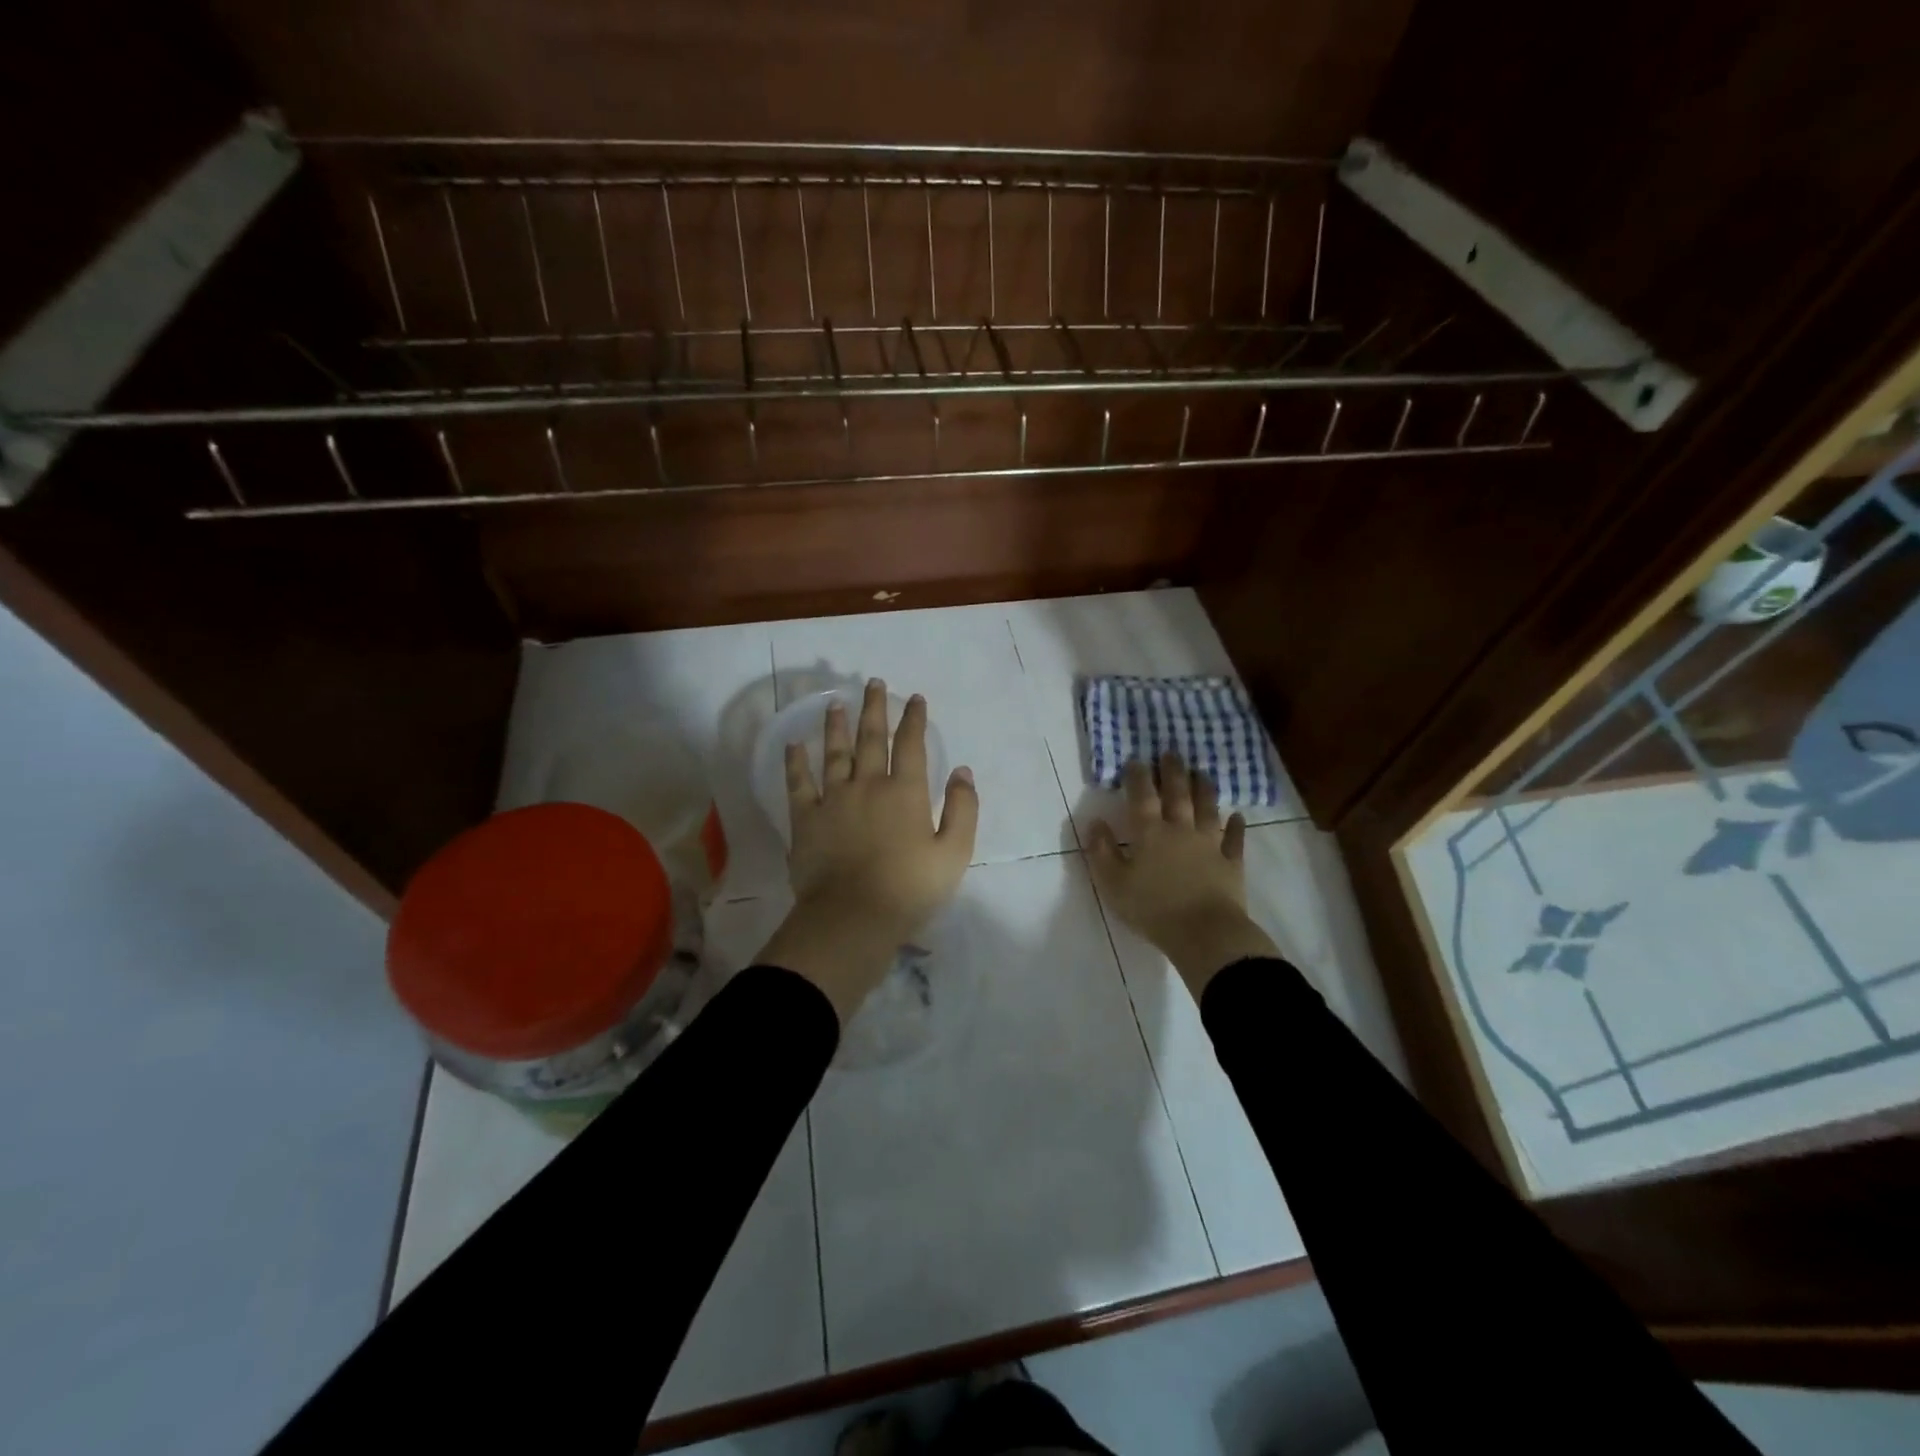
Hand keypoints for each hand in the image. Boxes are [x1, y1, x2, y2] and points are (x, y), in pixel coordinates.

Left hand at [758, 679, 978, 1022]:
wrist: (852, 917)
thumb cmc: (909, 889)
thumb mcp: (954, 853)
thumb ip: (963, 809)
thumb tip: (962, 771)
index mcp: (905, 792)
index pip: (911, 745)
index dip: (914, 719)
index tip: (915, 698)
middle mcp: (868, 785)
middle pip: (872, 738)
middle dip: (875, 708)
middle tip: (874, 683)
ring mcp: (833, 799)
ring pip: (835, 753)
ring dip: (837, 726)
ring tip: (836, 704)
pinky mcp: (805, 818)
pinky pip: (798, 783)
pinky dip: (795, 762)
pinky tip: (793, 744)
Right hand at [1088, 754, 1278, 998]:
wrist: (1203, 932)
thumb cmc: (1152, 909)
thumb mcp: (1113, 883)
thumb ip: (1102, 852)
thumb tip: (1095, 823)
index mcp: (1149, 834)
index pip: (1142, 797)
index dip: (1138, 777)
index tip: (1136, 760)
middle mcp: (1180, 830)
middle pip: (1177, 794)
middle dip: (1172, 772)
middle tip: (1171, 753)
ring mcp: (1209, 844)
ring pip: (1207, 809)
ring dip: (1204, 789)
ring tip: (1201, 773)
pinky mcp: (1231, 863)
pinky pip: (1234, 839)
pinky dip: (1236, 826)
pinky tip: (1237, 816)